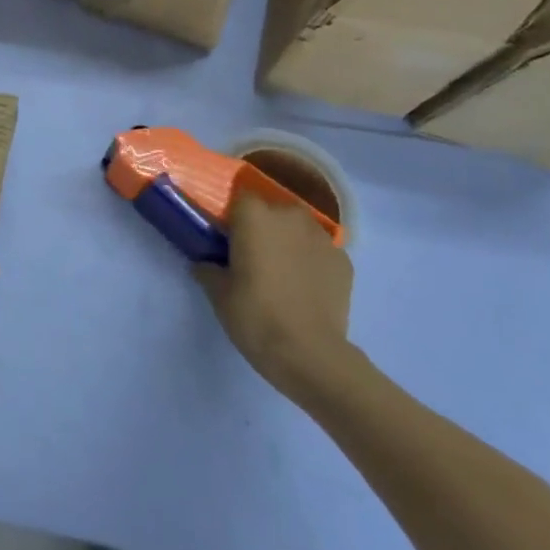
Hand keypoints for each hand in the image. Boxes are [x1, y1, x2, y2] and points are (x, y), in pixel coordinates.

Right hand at [196, 194, 355, 399]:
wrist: (311, 354)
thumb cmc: (255, 316)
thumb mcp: (219, 294)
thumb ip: (208, 269)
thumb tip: (206, 263)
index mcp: (255, 217)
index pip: (240, 196)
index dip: (232, 213)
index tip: (226, 234)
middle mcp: (290, 217)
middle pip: (272, 208)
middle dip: (262, 225)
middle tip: (251, 253)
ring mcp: (322, 238)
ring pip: (298, 227)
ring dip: (288, 239)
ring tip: (281, 269)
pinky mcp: (344, 261)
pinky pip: (320, 250)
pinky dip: (311, 260)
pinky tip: (304, 285)